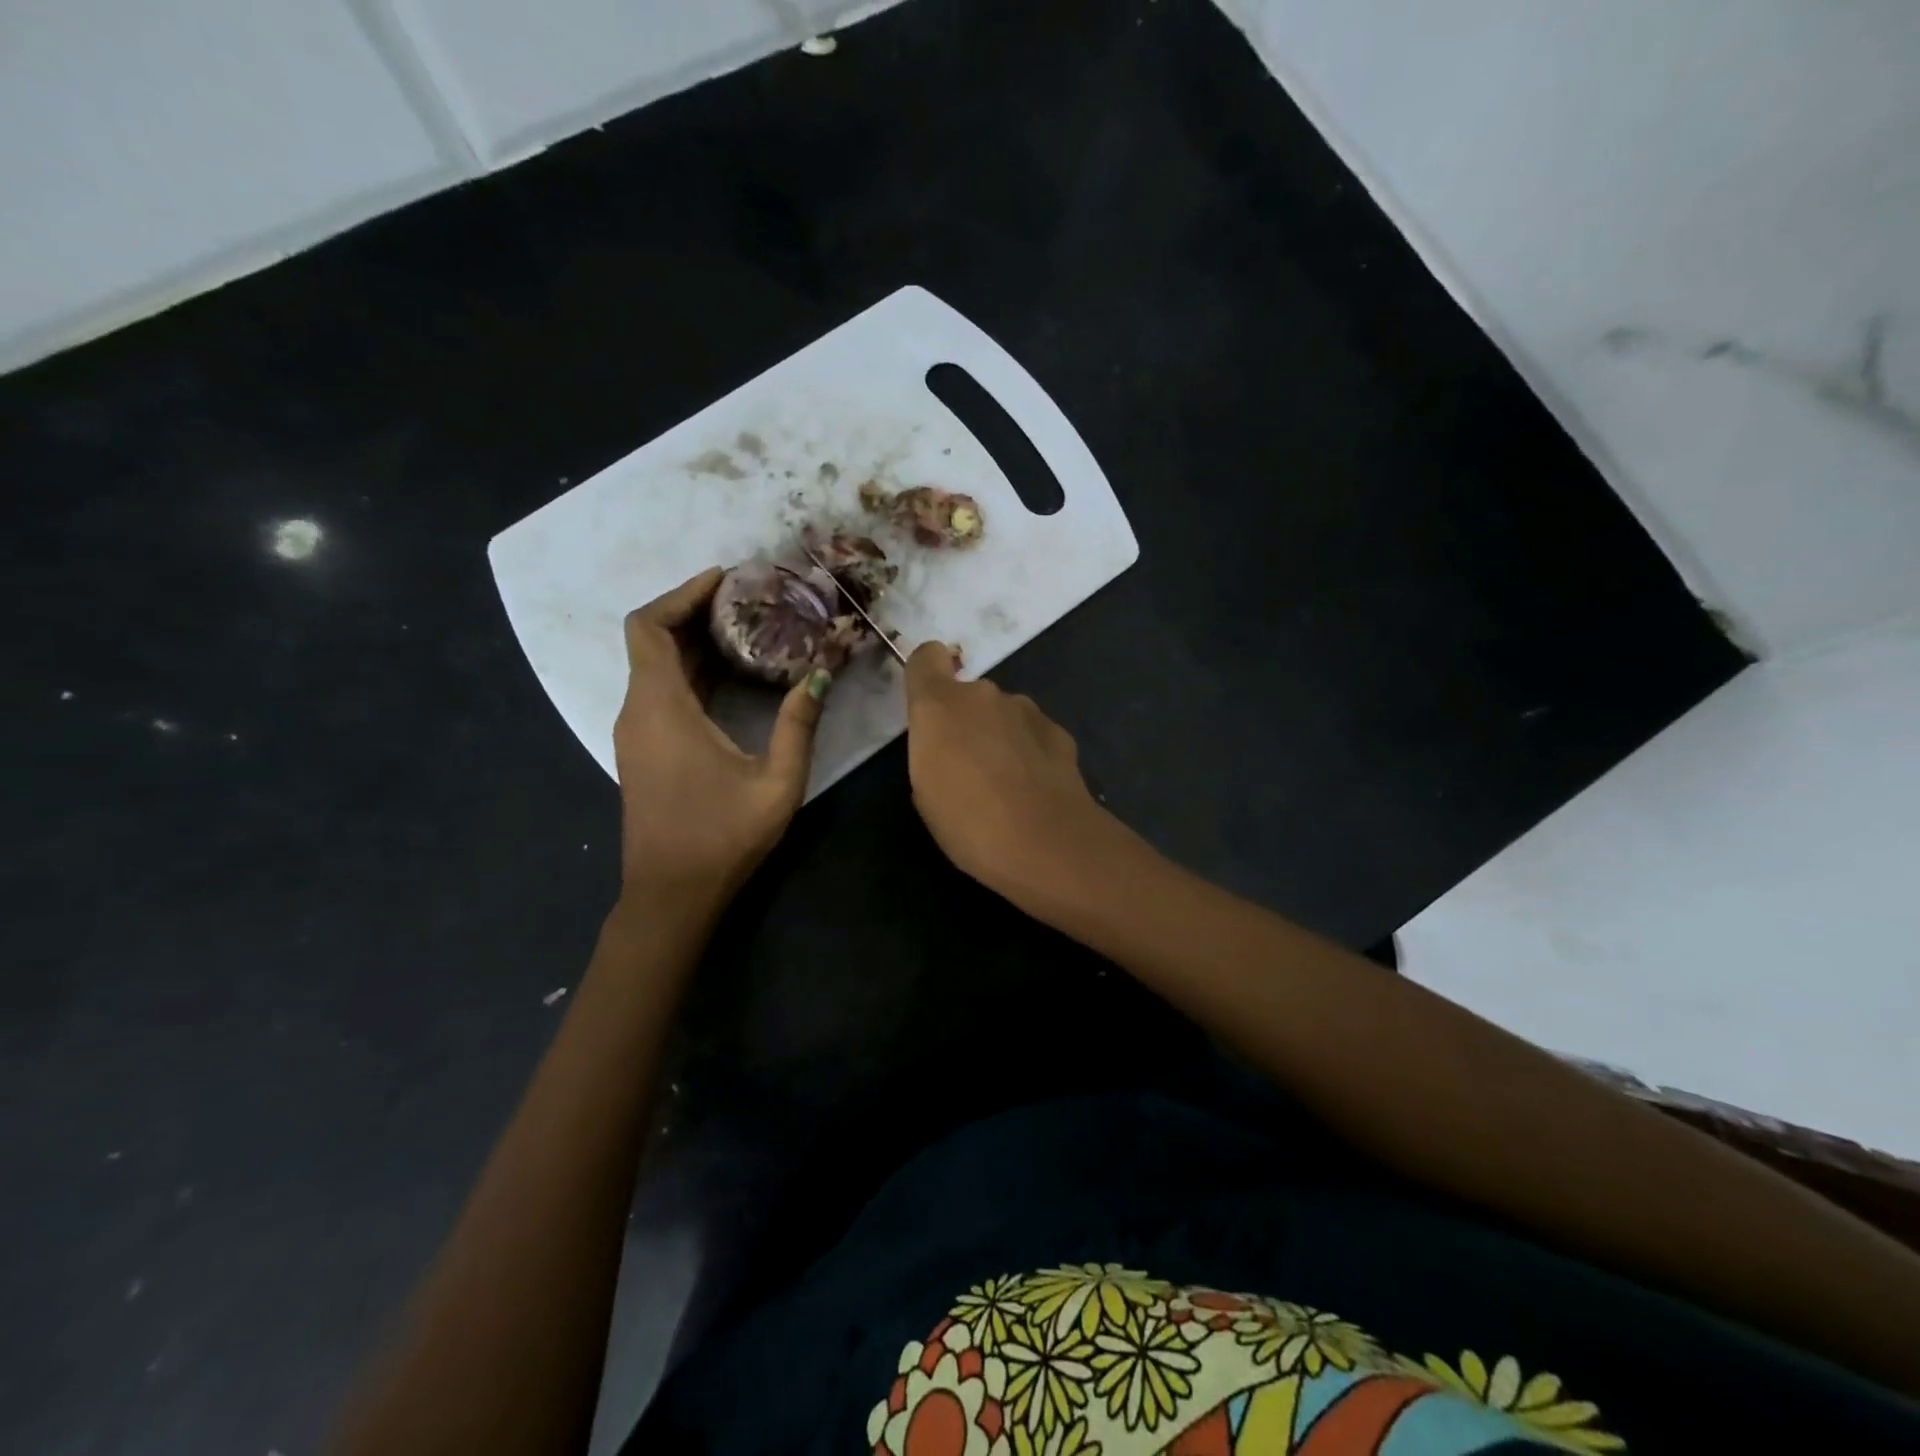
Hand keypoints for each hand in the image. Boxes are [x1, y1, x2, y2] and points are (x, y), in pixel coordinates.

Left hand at [613, 568, 829, 903]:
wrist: (671, 895)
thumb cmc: (721, 838)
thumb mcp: (776, 781)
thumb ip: (798, 724)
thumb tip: (821, 673)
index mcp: (661, 708)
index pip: (648, 628)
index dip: (681, 594)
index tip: (724, 580)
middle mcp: (640, 711)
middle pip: (653, 640)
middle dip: (696, 612)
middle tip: (750, 598)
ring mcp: (639, 732)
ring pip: (657, 667)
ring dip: (696, 642)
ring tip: (751, 627)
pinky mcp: (647, 750)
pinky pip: (663, 693)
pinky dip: (694, 672)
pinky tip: (737, 674)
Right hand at [903, 641, 1119, 898]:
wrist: (1045, 842)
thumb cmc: (968, 822)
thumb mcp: (926, 792)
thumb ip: (932, 752)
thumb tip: (949, 747)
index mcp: (940, 705)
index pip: (927, 657)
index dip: (927, 673)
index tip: (928, 705)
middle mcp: (983, 695)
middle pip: (968, 695)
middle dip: (966, 722)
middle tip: (968, 769)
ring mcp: (1026, 710)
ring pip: (1003, 714)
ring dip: (999, 737)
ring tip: (1006, 785)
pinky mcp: (1059, 731)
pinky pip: (1032, 733)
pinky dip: (1030, 752)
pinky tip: (1035, 790)